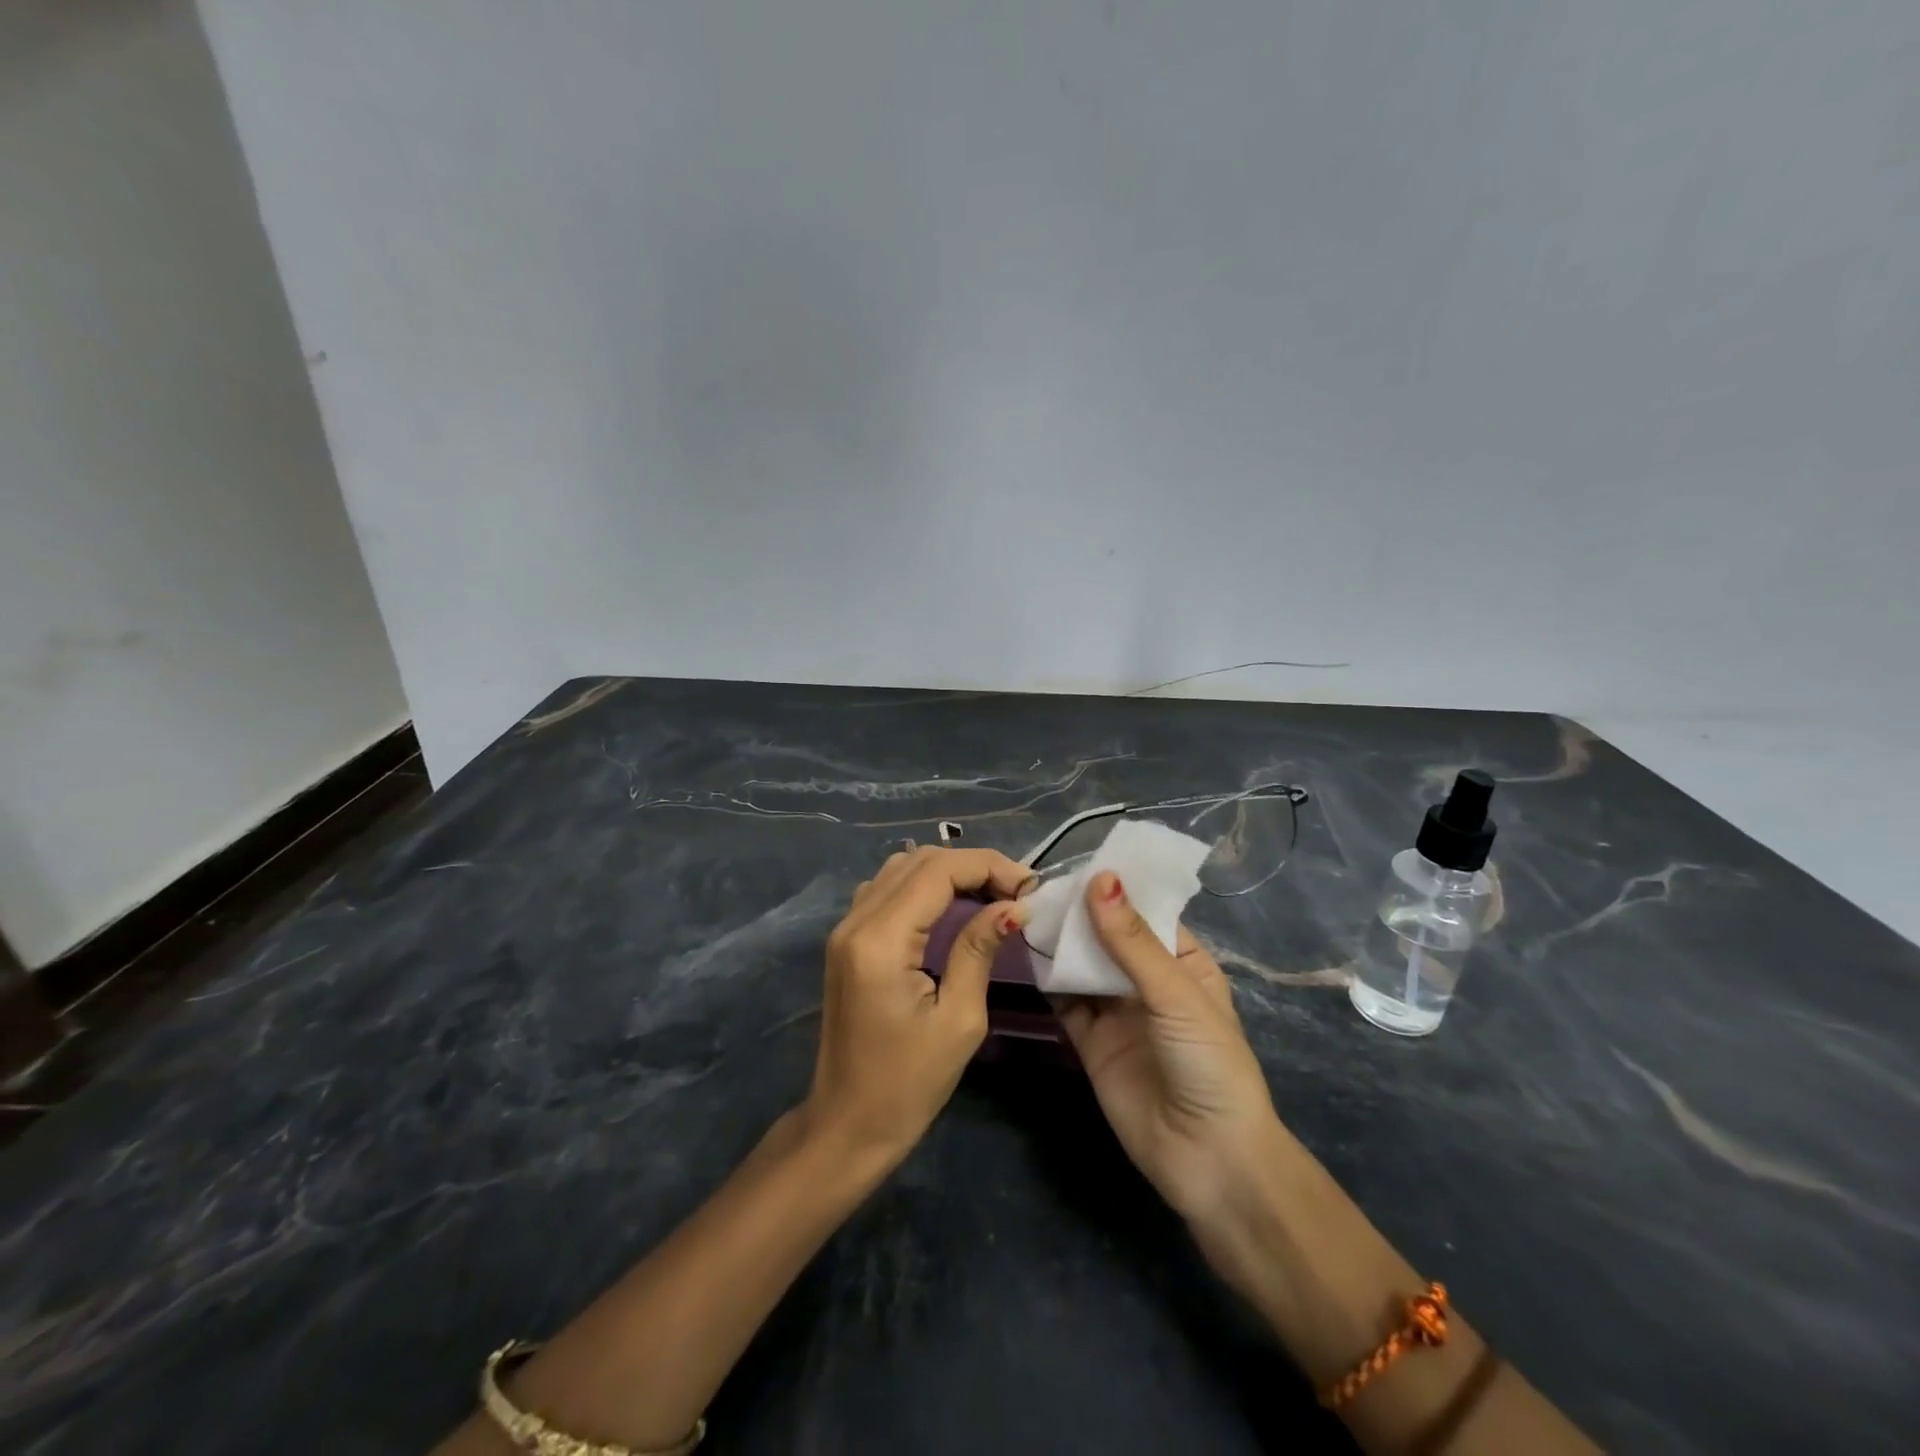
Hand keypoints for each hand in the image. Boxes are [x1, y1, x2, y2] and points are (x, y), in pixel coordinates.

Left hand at [803, 847, 1031, 1164]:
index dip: (987, 867)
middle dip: (973, 866)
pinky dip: (925, 886)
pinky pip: (888, 890)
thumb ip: (979, 950)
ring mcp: (845, 928)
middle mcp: (856, 921)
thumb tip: (1013, 906)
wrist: (846, 1125)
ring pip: (901, 869)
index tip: (1030, 887)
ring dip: (949, 872)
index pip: (938, 871)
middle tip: (1016, 892)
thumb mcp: (959, 1020)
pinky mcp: (847, 940)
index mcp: (880, 940)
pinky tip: (954, 907)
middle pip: (919, 861)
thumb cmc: (907, 1084)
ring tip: (992, 895)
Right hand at [1053, 871, 1286, 1232]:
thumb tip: (1100, 878)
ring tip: (1025, 910)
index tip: (1075, 862)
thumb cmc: (1209, 1063)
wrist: (1209, 1159)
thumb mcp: (1175, 994)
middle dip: (1080, 914)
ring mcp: (1118, 1012)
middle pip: (1109, 937)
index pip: (1145, 913)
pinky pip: (1066, 1003)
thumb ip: (1132, 940)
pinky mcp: (1092, 1042)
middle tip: (1037, 885)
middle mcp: (1149, 983)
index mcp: (1183, 963)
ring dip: (1061, 943)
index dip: (1114, 889)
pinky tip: (1026, 954)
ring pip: (1084, 966)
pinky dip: (1048, 980)